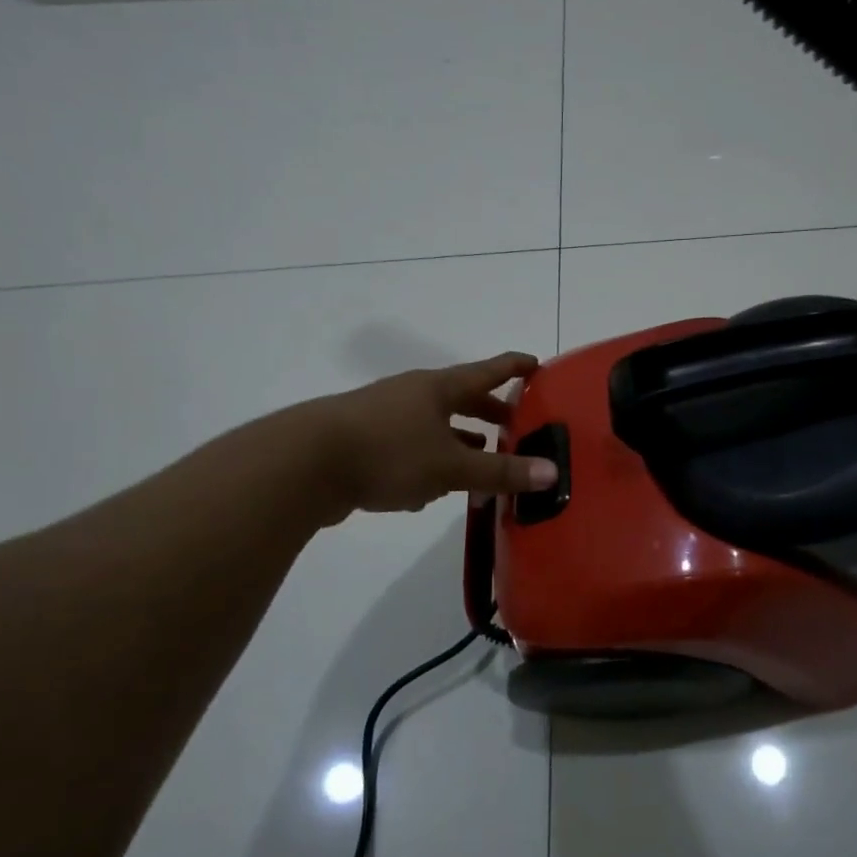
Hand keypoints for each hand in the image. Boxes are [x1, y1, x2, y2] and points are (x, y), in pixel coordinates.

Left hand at [308, 352, 557, 520]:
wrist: (303, 464)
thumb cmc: (388, 452)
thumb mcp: (451, 465)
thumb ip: (500, 471)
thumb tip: (552, 472)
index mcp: (438, 388)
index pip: (487, 371)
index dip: (514, 367)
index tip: (537, 364)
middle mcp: (412, 395)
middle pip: (460, 398)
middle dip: (489, 412)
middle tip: (515, 426)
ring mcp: (385, 417)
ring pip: (433, 425)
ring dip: (458, 440)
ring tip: (479, 457)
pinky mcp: (364, 443)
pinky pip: (408, 448)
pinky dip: (427, 462)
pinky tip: (428, 492)